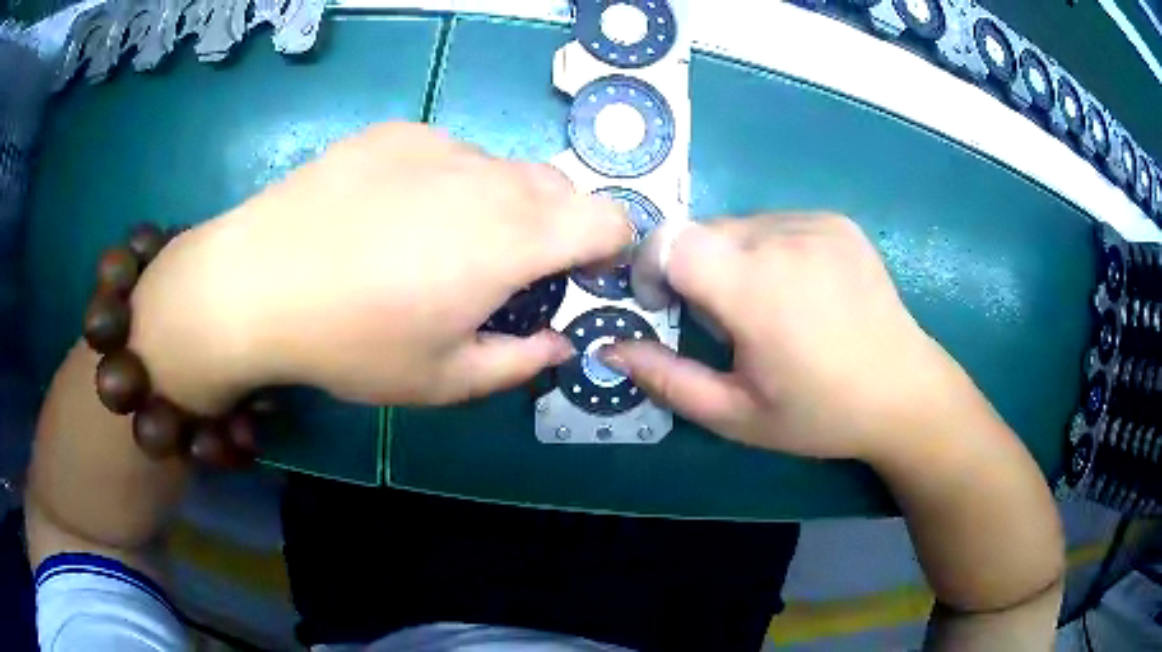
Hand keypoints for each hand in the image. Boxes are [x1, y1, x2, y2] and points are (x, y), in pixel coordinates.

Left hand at [131, 123, 630, 411]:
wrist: (255, 282)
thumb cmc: (351, 342)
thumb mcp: (443, 380)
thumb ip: (519, 363)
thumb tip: (559, 343)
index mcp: (512, 238)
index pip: (609, 219)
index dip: (610, 248)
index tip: (580, 277)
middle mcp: (487, 177)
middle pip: (559, 189)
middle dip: (555, 230)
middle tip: (504, 273)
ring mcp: (437, 144)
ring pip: (503, 169)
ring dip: (499, 205)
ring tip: (436, 245)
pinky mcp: (395, 132)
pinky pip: (448, 154)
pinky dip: (447, 183)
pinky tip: (390, 215)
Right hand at [607, 214, 984, 460]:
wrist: (905, 392)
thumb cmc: (819, 414)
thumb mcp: (735, 415)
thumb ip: (666, 380)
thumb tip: (609, 348)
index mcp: (756, 288)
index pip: (669, 241)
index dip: (650, 268)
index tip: (665, 307)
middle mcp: (784, 238)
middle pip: (701, 232)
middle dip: (694, 272)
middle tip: (729, 323)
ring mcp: (815, 223)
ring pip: (738, 226)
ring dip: (732, 260)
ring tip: (771, 309)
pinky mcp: (836, 221)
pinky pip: (776, 223)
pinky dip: (769, 251)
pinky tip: (801, 291)